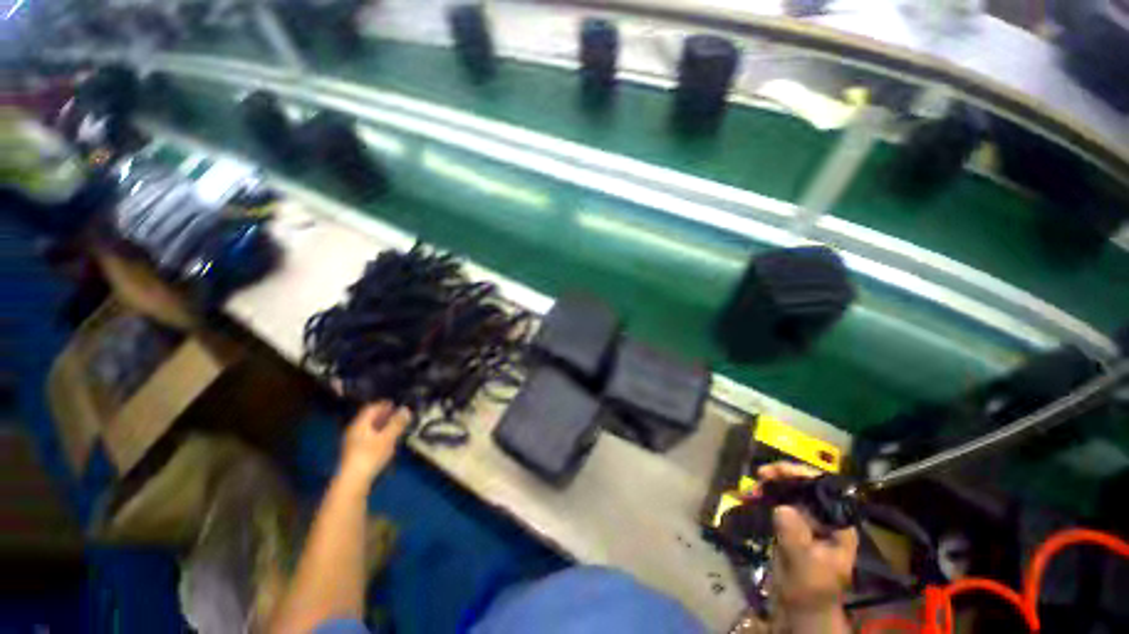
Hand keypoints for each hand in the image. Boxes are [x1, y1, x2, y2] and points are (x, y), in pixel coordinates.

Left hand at [339, 402, 410, 483]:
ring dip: (382, 425)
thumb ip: (397, 423)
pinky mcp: (356, 453)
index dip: (384, 404)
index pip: (371, 408)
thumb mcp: (387, 438)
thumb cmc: (370, 456)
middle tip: (398, 414)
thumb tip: (406, 409)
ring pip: (369, 428)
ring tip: (395, 426)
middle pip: (369, 418)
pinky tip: (387, 439)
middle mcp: (354, 431)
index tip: (396, 403)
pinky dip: (379, 434)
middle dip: (384, 414)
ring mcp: (354, 442)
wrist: (353, 481)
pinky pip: (369, 437)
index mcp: (360, 424)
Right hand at [757, 462, 857, 615]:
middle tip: (760, 475)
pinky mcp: (791, 524)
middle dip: (782, 477)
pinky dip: (764, 497)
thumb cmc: (810, 590)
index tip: (778, 471)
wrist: (801, 610)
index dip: (803, 475)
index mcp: (838, 525)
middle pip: (805, 486)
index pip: (825, 489)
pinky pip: (778, 502)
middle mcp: (824, 517)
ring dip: (770, 486)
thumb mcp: (803, 566)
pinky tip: (750, 497)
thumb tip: (781, 508)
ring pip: (790, 492)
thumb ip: (794, 537)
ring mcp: (807, 520)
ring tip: (751, 488)